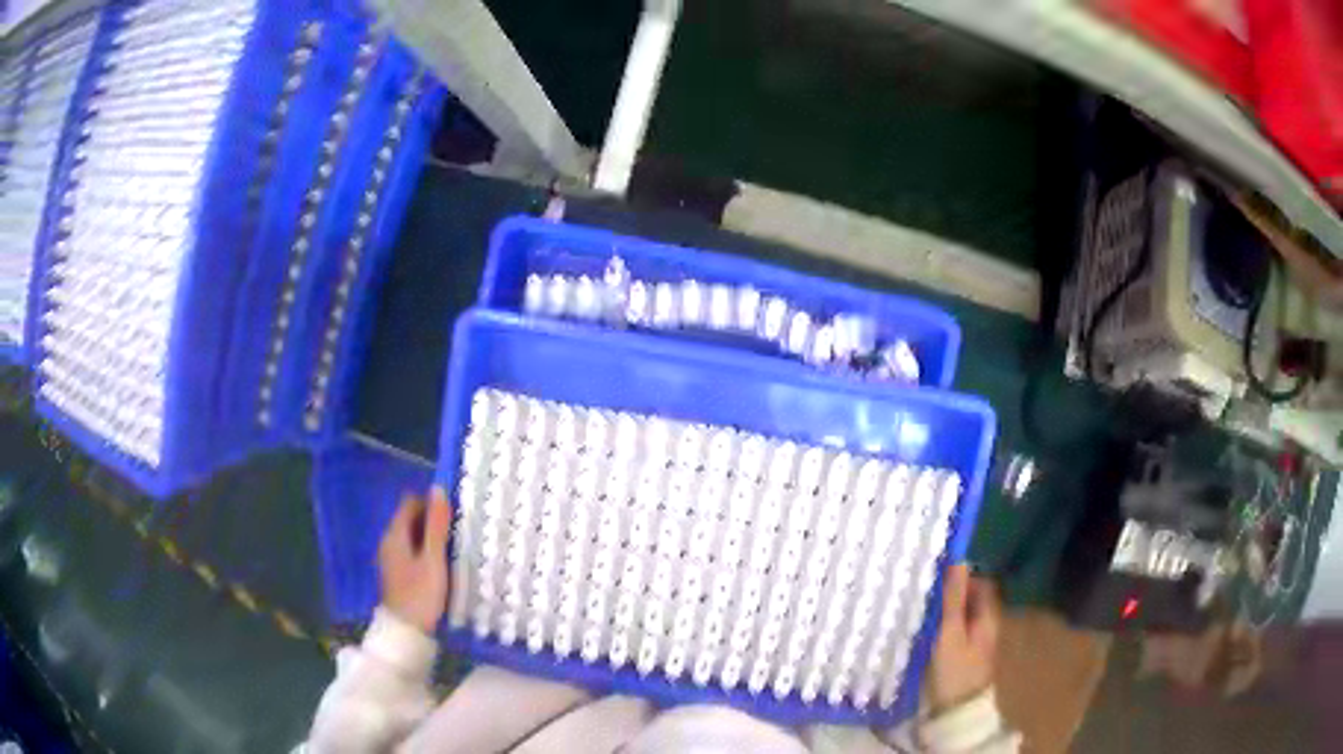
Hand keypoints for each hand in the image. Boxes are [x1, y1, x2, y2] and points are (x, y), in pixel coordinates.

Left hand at [378, 487, 452, 633]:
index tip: (454, 514)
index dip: (432, 503)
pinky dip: (426, 551)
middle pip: (411, 518)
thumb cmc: (421, 594)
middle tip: (459, 531)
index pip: (411, 503)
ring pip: (413, 536)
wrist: (407, 631)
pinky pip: (413, 550)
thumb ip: (436, 526)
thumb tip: (438, 489)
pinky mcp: (398, 572)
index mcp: (395, 535)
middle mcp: (389, 541)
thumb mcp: (433, 559)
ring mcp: (392, 557)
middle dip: (433, 520)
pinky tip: (442, 564)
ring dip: (432, 537)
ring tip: (455, 548)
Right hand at [929, 564, 1000, 712]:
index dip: (961, 577)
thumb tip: (959, 562)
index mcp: (989, 615)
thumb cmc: (955, 671)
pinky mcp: (966, 656)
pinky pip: (957, 631)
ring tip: (921, 611)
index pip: (981, 583)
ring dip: (946, 611)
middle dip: (951, 594)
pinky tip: (926, 633)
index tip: (936, 578)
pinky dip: (944, 627)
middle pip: (972, 599)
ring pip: (963, 616)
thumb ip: (954, 599)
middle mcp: (988, 624)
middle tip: (924, 594)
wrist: (957, 712)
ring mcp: (978, 642)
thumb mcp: (951, 633)